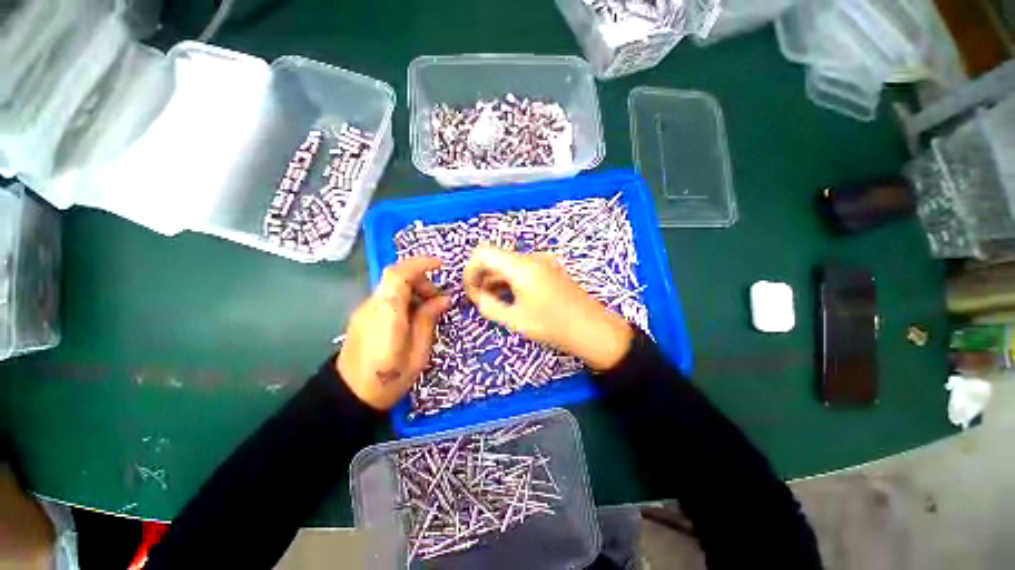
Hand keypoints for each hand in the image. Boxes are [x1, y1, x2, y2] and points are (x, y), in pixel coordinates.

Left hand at [337, 257, 450, 409]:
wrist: (349, 397)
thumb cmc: (389, 378)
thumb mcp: (418, 351)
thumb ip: (428, 320)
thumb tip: (443, 299)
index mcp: (388, 312)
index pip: (399, 274)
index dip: (420, 264)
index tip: (441, 266)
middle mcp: (373, 305)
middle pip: (396, 277)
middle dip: (421, 280)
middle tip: (437, 300)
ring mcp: (364, 310)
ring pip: (391, 286)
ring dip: (413, 289)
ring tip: (427, 310)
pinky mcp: (362, 317)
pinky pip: (386, 297)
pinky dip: (403, 298)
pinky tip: (413, 317)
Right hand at [463, 245, 632, 370]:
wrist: (593, 329)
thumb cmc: (553, 326)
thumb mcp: (516, 320)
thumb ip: (489, 306)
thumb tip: (479, 296)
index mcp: (521, 266)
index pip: (483, 253)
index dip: (470, 270)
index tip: (471, 292)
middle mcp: (531, 258)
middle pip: (495, 256)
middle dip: (481, 276)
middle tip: (479, 300)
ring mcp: (542, 262)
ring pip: (508, 263)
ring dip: (495, 278)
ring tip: (492, 301)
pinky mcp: (548, 269)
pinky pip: (521, 268)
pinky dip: (509, 279)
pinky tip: (509, 297)